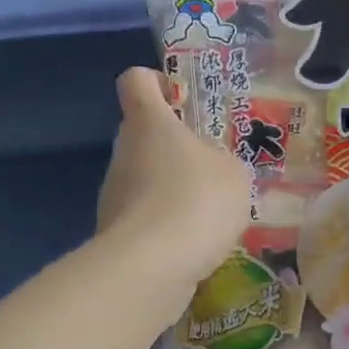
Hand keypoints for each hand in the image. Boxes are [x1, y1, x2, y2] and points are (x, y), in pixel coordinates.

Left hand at [97, 67, 250, 289]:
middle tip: (214, 166)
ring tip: (212, 213)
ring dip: (174, 191)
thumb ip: (223, 161)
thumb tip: (210, 169)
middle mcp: (124, 152)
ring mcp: (114, 194)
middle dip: (176, 147)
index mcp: (149, 122)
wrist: (151, 267)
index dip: (157, 82)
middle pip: (144, 135)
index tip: (182, 99)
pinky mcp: (116, 234)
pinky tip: (197, 244)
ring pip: (146, 180)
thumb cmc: (196, 201)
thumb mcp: (234, 173)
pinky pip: (147, 219)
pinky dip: (168, 228)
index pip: (136, 81)